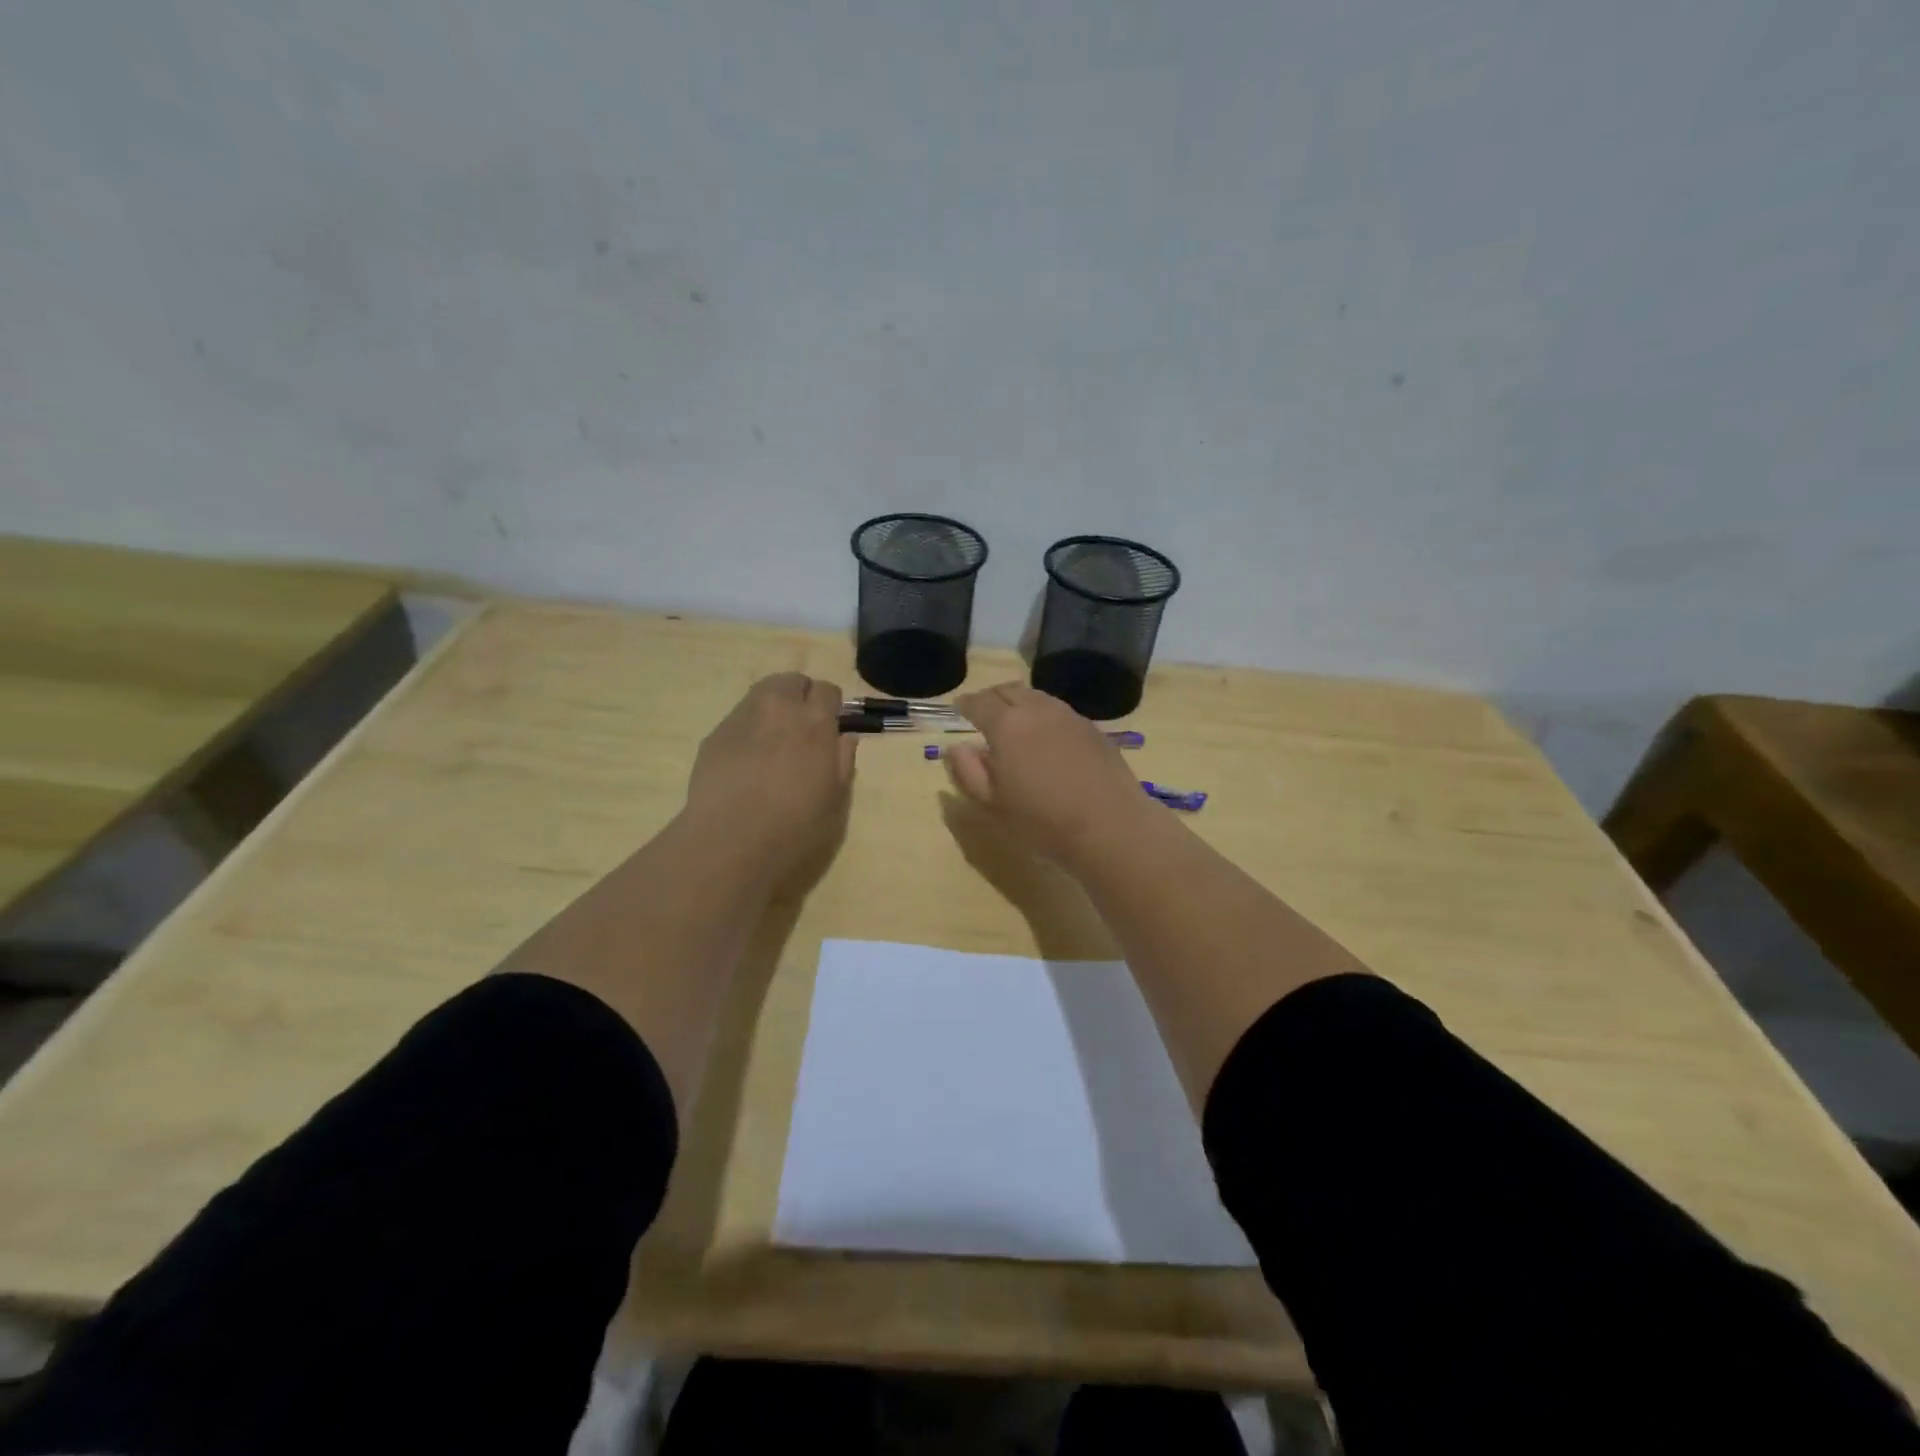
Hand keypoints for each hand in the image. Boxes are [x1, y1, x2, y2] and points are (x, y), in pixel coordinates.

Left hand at [683, 673, 855, 882]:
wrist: (730, 841)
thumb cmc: (796, 826)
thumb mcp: (835, 800)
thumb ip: (843, 761)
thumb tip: (844, 738)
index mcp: (815, 722)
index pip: (827, 690)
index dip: (831, 707)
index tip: (830, 728)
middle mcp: (778, 709)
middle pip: (792, 681)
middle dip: (800, 697)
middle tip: (802, 729)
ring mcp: (742, 718)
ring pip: (761, 694)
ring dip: (773, 707)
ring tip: (773, 741)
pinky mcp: (715, 735)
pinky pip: (738, 720)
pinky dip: (748, 730)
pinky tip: (746, 762)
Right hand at [943, 682, 1156, 869]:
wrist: (1110, 827)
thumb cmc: (1042, 821)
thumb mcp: (993, 804)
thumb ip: (968, 771)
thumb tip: (957, 747)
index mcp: (1006, 725)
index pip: (978, 702)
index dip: (965, 704)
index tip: (958, 708)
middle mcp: (1037, 710)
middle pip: (1008, 690)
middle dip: (991, 697)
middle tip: (983, 710)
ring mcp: (1069, 716)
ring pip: (1037, 697)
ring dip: (1019, 702)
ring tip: (1014, 720)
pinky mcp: (1093, 729)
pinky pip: (1060, 711)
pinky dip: (1044, 714)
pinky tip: (1046, 736)